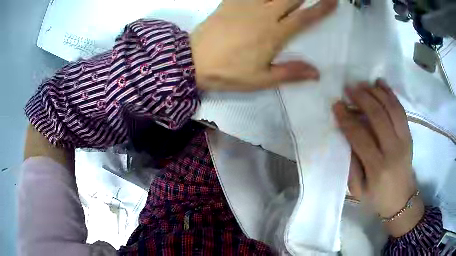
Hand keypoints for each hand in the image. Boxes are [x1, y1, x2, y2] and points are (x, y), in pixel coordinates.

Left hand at [190, 0, 336, 90]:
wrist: (193, 61)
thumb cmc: (228, 73)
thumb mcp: (261, 80)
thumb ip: (290, 73)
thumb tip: (317, 73)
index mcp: (275, 34)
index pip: (305, 17)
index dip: (321, 8)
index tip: (333, 1)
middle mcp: (264, 14)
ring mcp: (246, 5)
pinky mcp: (230, 2)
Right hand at [334, 80, 423, 236]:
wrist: (402, 200)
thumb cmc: (377, 198)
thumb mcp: (358, 190)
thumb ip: (351, 164)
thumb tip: (344, 137)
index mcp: (377, 168)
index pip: (360, 136)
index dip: (347, 119)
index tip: (337, 105)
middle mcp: (393, 150)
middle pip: (378, 116)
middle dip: (362, 98)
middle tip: (349, 88)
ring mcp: (404, 140)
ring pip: (391, 108)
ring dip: (376, 92)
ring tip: (362, 84)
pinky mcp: (410, 135)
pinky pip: (400, 110)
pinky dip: (390, 94)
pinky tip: (380, 83)